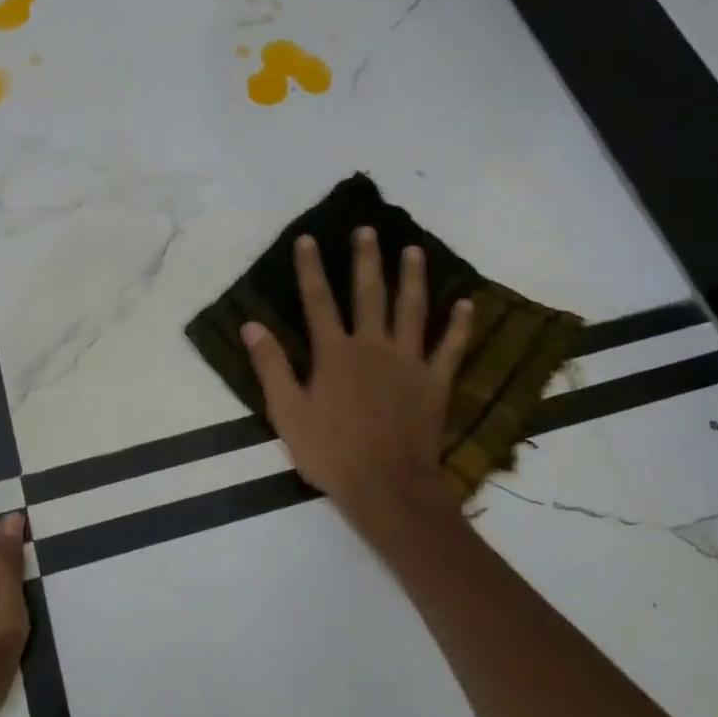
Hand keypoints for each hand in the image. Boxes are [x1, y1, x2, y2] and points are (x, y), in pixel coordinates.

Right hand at [243, 228, 471, 531]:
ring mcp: (408, 362)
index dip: (310, 269)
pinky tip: (466, 304)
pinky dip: (459, 326)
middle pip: (369, 294)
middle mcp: (372, 346)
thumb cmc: (331, 453)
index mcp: (334, 353)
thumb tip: (251, 326)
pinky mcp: (435, 382)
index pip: (318, 301)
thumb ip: (271, 366)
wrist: (387, 487)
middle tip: (367, 230)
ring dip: (412, 278)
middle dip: (366, 260)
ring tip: (414, 250)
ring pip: (411, 310)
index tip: (307, 239)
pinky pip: (450, 348)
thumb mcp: (287, 413)